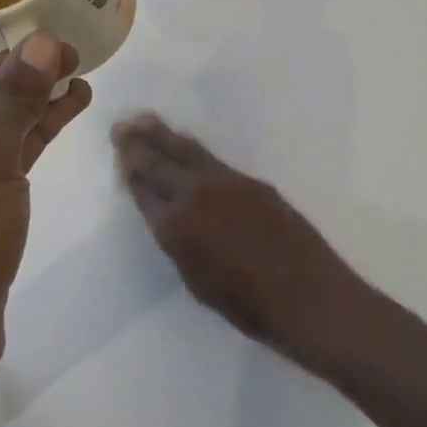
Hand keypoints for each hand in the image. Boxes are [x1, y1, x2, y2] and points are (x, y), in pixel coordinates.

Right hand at [112, 114, 364, 361]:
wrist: (306, 294)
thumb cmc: (248, 306)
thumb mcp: (197, 281)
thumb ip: (180, 244)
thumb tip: (173, 220)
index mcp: (176, 227)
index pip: (144, 193)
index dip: (131, 174)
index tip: (120, 157)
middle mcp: (196, 195)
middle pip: (160, 163)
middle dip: (138, 145)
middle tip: (121, 126)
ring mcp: (227, 183)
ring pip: (188, 152)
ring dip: (165, 136)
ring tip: (146, 120)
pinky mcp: (253, 181)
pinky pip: (213, 159)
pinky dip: (193, 149)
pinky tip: (187, 145)